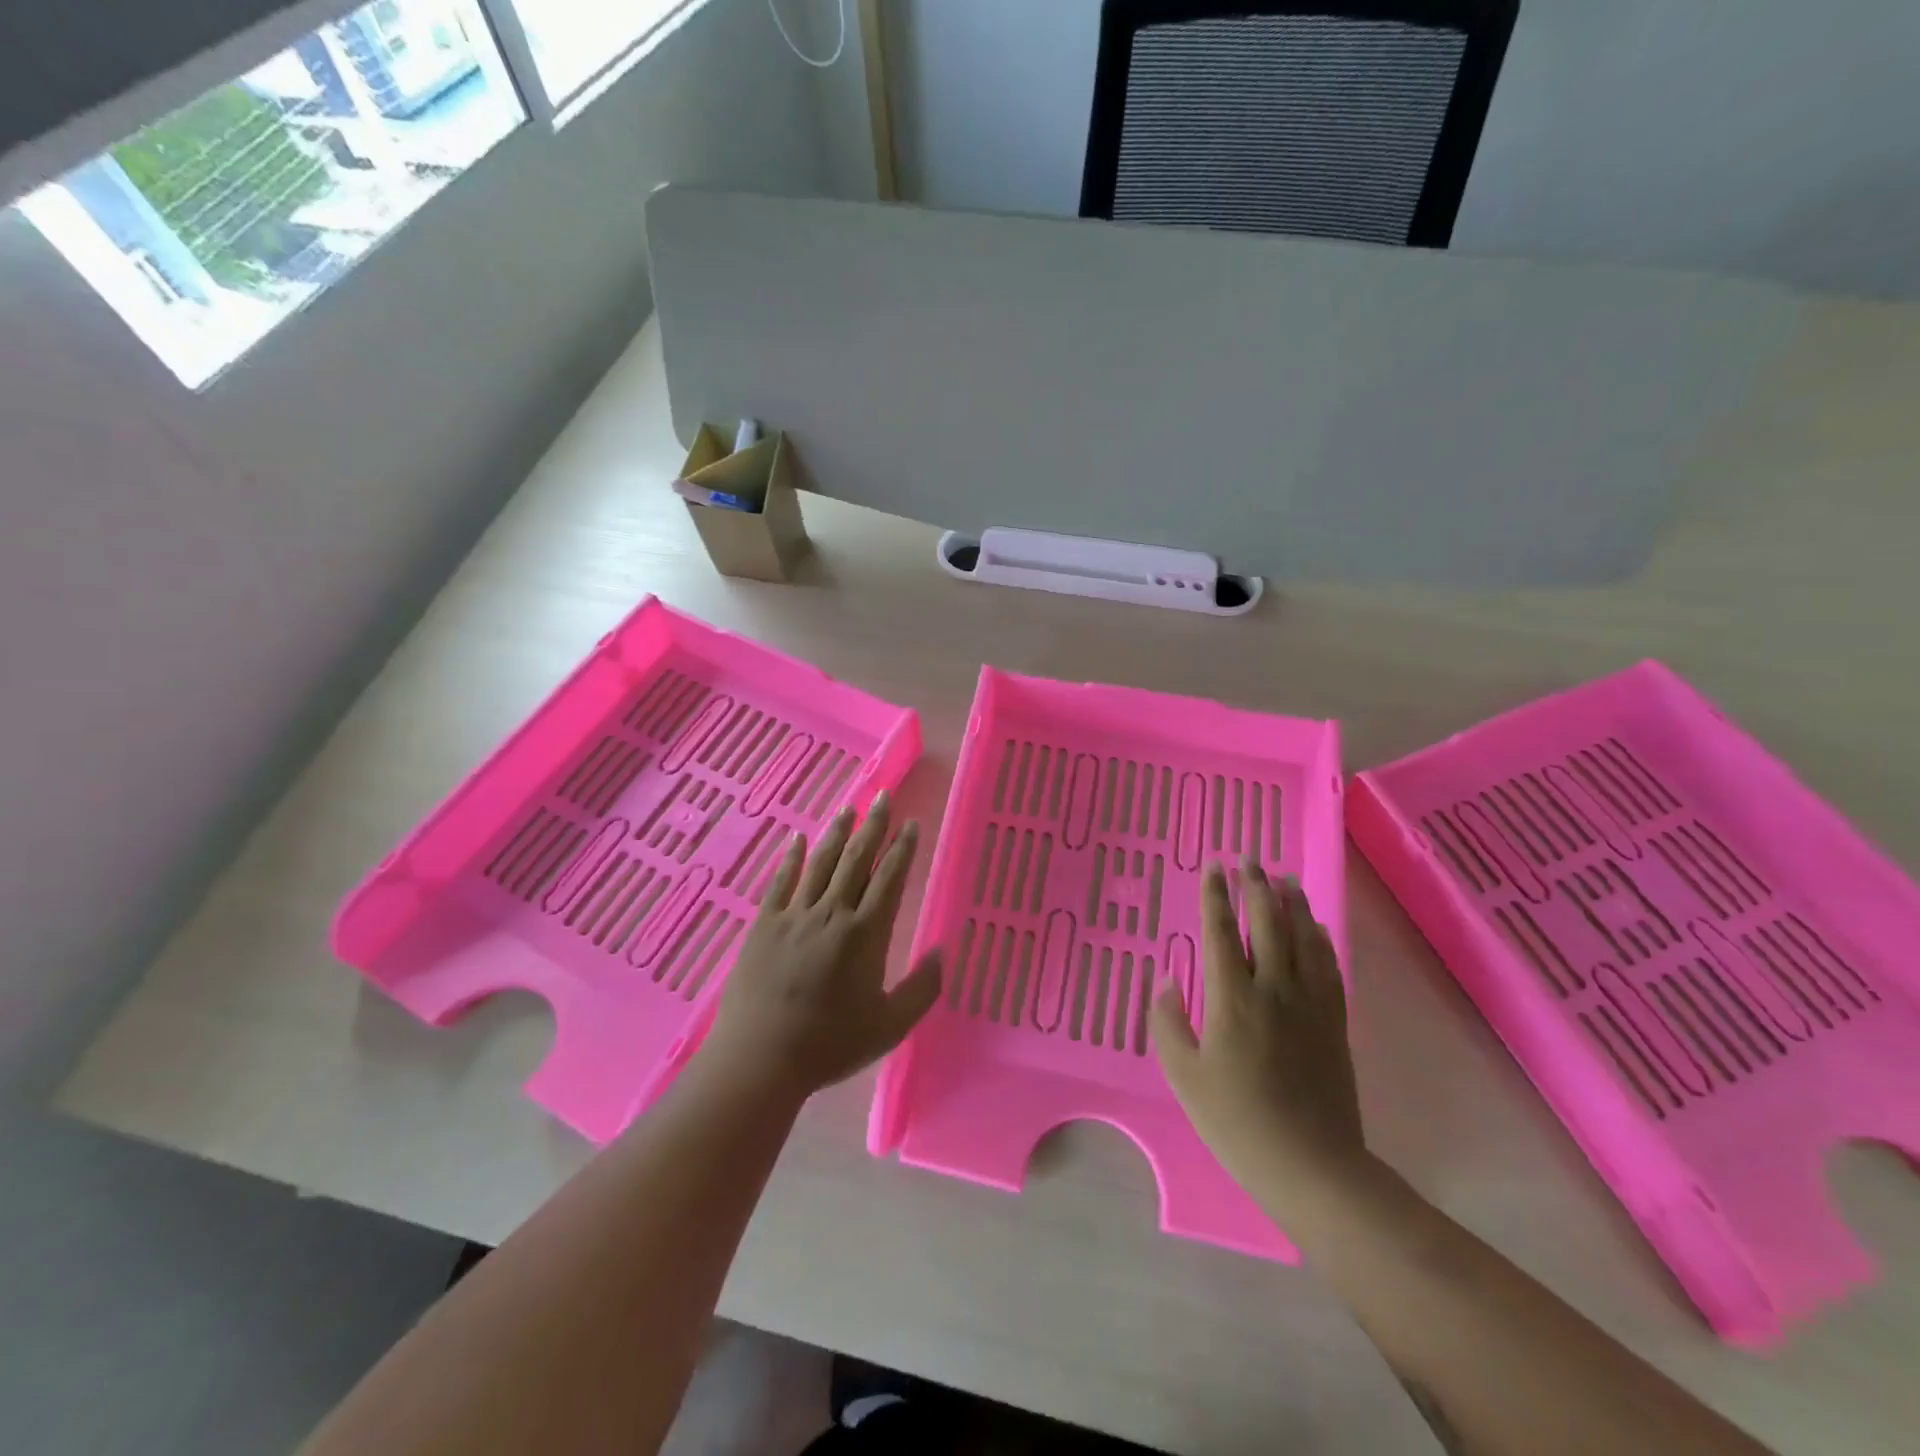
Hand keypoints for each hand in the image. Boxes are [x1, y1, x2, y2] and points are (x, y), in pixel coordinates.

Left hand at [699, 792, 941, 1101]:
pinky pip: (781, 881)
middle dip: (873, 826)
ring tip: (848, 808)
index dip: (902, 849)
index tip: (910, 824)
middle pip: (856, 859)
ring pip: (820, 863)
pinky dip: (790, 857)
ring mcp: (794, 915)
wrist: (760, 1058)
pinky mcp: (764, 924)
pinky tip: (797, 837)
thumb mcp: (889, 1026)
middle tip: (882, 796)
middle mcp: (832, 913)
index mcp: (865, 934)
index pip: (889, 878)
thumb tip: (941, 952)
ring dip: (837, 833)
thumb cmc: (830, 1044)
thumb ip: (922, 989)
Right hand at [1151, 857, 1365, 1207]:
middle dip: (1255, 887)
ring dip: (1292, 904)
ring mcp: (1310, 1004)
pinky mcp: (1334, 1022)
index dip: (1215, 896)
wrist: (1312, 1165)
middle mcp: (1274, 989)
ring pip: (1303, 938)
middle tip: (1248, 859)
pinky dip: (1320, 938)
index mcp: (1233, 999)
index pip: (1221, 932)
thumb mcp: (1185, 1077)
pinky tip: (1316, 927)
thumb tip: (1167, 980)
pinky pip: (1328, 966)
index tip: (1213, 866)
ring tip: (1284, 878)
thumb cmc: (1237, 1122)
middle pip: (1267, 924)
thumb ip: (1169, 1023)